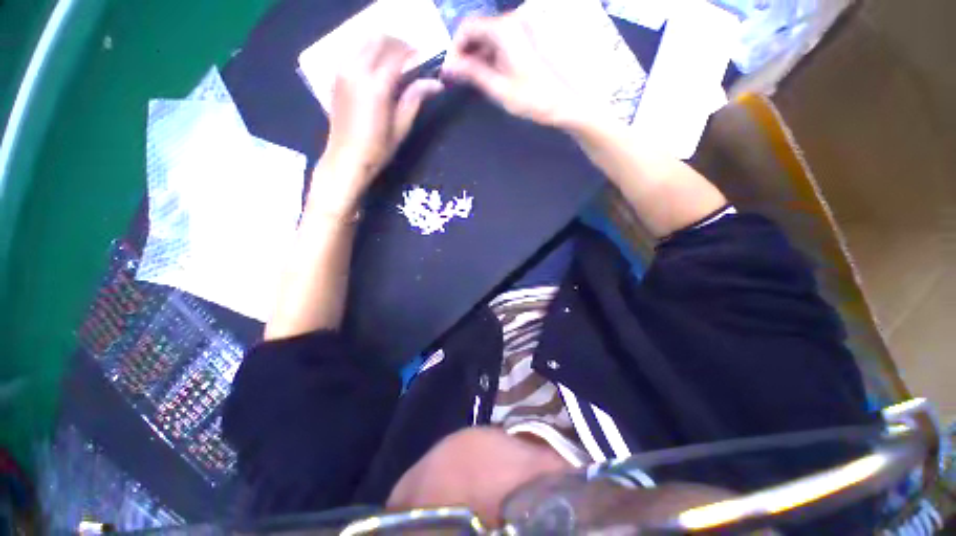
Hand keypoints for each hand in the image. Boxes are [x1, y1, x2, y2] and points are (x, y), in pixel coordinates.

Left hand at [318, 36, 442, 206]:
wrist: (346, 159)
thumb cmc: (377, 149)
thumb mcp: (401, 127)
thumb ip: (415, 99)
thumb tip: (435, 84)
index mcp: (376, 85)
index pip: (398, 53)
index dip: (414, 53)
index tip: (426, 60)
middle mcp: (357, 69)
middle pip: (379, 39)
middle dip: (399, 43)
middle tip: (412, 58)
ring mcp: (343, 70)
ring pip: (364, 40)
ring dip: (383, 44)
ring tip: (397, 60)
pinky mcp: (336, 76)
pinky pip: (353, 50)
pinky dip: (368, 50)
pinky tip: (378, 66)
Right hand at [441, 13, 585, 128]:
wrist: (566, 103)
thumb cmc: (535, 99)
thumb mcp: (499, 89)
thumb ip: (473, 73)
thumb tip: (450, 66)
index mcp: (506, 29)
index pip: (468, 27)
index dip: (454, 48)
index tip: (450, 69)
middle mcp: (514, 20)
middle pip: (480, 29)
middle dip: (466, 52)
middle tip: (459, 78)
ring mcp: (524, 27)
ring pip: (491, 35)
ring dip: (478, 55)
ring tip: (473, 80)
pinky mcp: (529, 37)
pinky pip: (503, 40)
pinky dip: (492, 55)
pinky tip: (489, 73)